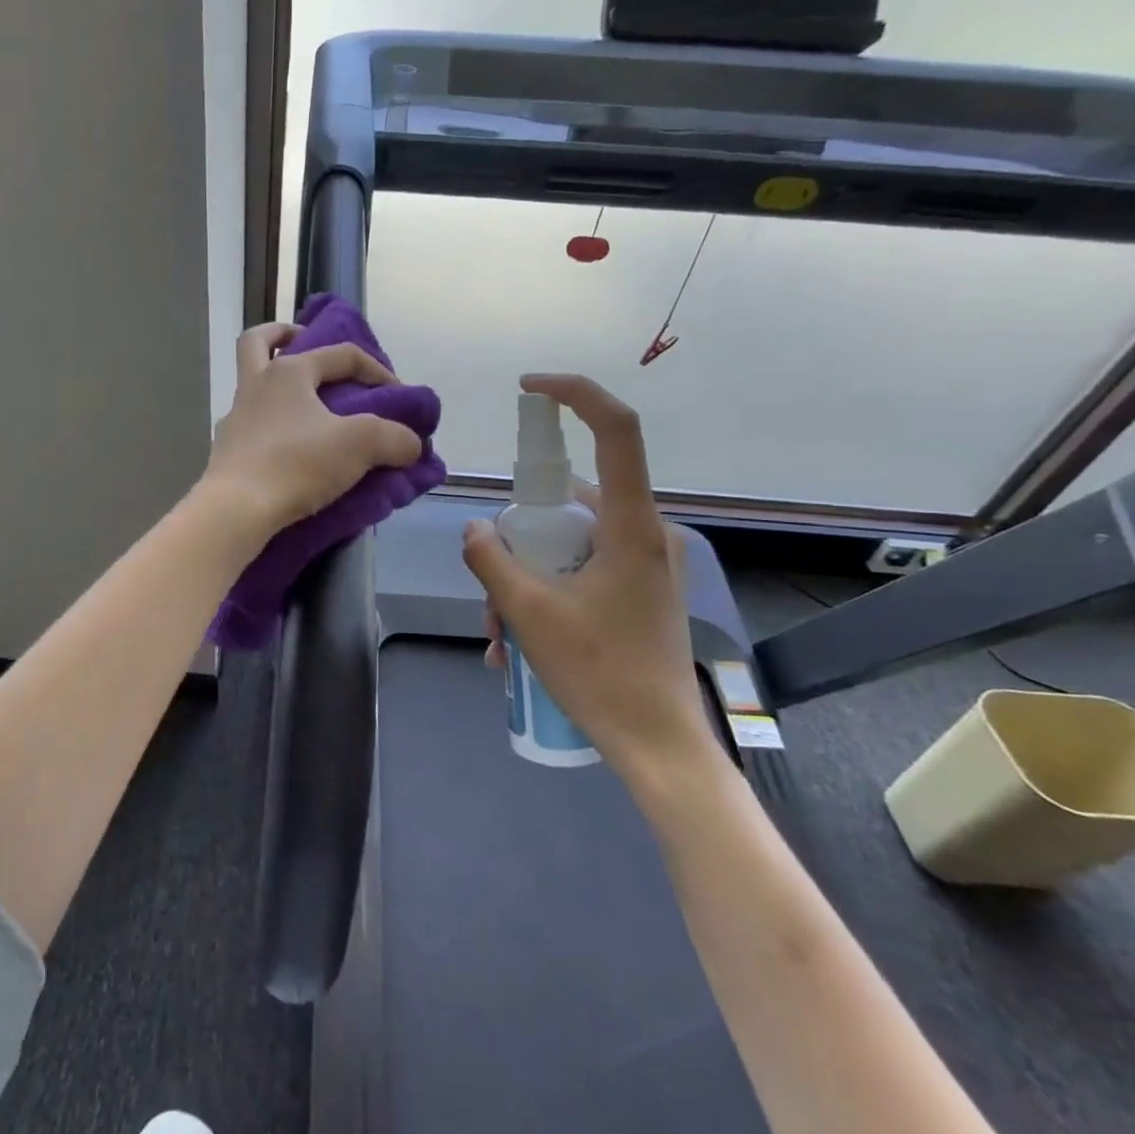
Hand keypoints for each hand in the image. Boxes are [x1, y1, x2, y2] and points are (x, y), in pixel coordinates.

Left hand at [199, 321, 422, 543]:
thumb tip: (411, 444)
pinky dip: (271, 428)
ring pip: (253, 386)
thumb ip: (394, 438)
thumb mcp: (360, 445)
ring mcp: (236, 419)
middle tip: (306, 344)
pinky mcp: (227, 452)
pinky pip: (251, 426)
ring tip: (307, 409)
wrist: (237, 509)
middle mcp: (256, 386)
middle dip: (283, 335)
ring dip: (277, 386)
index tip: (401, 396)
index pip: (341, 354)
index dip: (378, 370)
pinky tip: (290, 449)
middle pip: (259, 342)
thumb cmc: (297, 464)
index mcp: (288, 372)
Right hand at [461, 374, 717, 783]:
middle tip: (493, 594)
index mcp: (630, 526)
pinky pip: (582, 570)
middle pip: (571, 502)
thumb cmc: (600, 673)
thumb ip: (492, 560)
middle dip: (520, 539)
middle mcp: (645, 534)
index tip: (530, 388)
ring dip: (526, 578)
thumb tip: (475, 529)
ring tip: (502, 636)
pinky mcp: (640, 590)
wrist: (659, 745)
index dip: (576, 394)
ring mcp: (645, 564)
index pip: (617, 430)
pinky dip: (547, 593)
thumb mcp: (529, 613)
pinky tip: (520, 644)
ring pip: (570, 543)